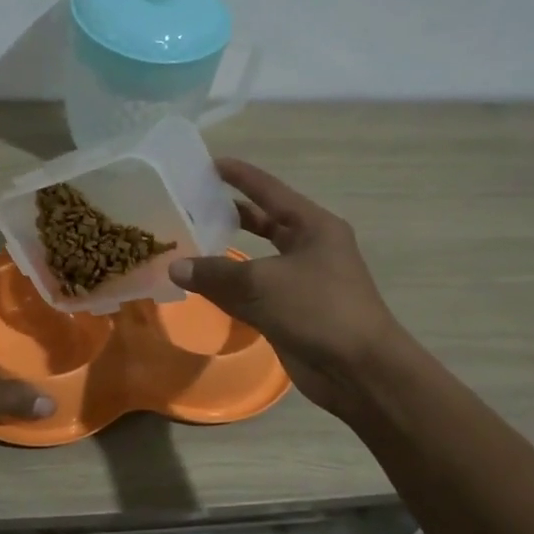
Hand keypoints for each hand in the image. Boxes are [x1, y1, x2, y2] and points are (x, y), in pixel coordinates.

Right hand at [171, 158, 399, 418]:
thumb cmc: (318, 310)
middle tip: (193, 205)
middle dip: (231, 214)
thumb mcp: (262, 284)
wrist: (359, 370)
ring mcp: (301, 281)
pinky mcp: (291, 312)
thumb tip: (175, 266)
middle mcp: (309, 248)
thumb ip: (215, 273)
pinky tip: (201, 285)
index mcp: (314, 227)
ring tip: (188, 242)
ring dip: (225, 254)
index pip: (270, 191)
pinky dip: (229, 288)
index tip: (210, 163)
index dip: (240, 176)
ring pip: (256, 260)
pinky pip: (253, 292)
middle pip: (264, 222)